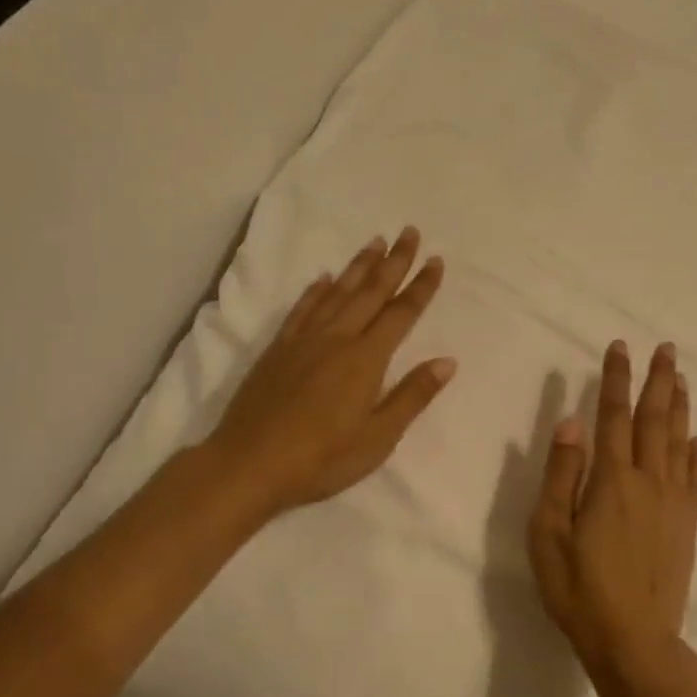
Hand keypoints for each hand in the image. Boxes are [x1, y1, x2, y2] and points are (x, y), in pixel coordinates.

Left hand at [206, 227, 454, 518]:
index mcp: (366, 359)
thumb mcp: (378, 437)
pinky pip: (302, 309)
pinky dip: (317, 290)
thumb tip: (447, 361)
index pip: (401, 314)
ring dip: (359, 266)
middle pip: (371, 292)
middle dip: (394, 262)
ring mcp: (304, 341)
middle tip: (409, 232)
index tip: (436, 260)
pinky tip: (324, 278)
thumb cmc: (322, 458)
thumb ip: (412, 396)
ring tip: (375, 242)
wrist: (249, 464)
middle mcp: (337, 339)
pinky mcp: (278, 349)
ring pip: (337, 292)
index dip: (421, 287)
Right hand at [527, 341, 696, 679]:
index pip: (614, 415)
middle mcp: (649, 481)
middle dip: (659, 381)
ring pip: (678, 442)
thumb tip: (572, 422)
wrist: (633, 640)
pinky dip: (696, 454)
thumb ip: (562, 475)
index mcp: (613, 480)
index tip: (621, 347)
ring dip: (679, 407)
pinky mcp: (686, 525)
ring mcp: (673, 503)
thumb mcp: (549, 533)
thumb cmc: (579, 588)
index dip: (617, 379)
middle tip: (666, 348)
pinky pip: (695, 478)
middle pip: (654, 420)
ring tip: (681, 378)